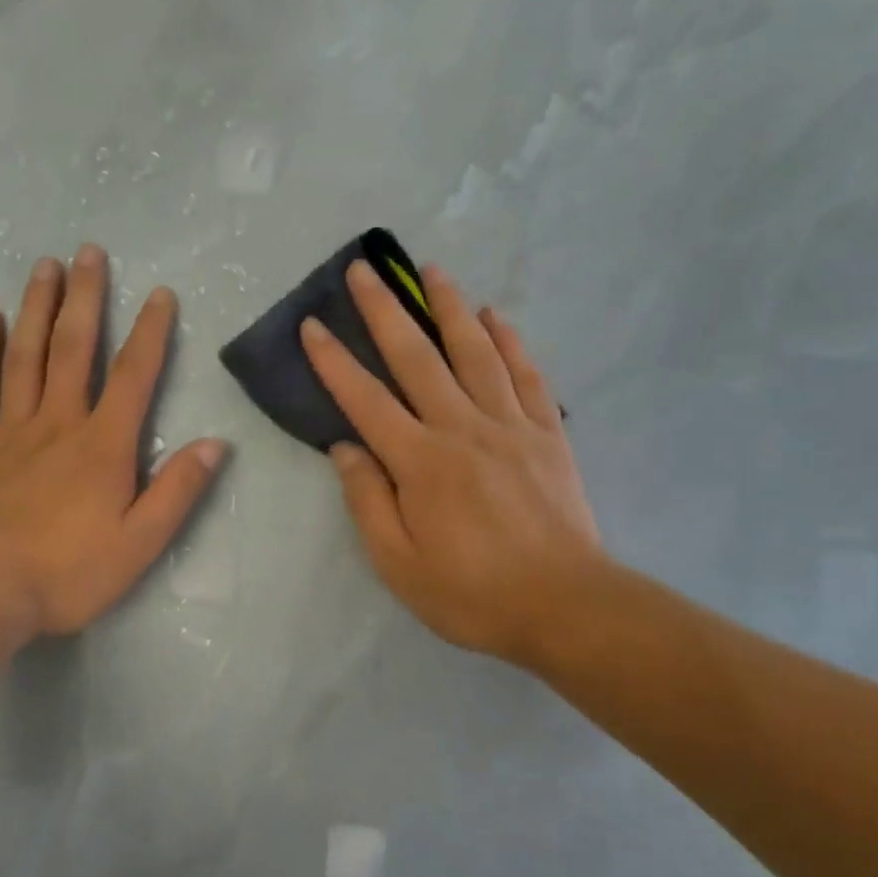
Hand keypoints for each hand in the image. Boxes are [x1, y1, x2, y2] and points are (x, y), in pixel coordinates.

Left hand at [0, 243, 226, 641]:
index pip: (134, 376)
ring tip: (44, 267)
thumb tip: (215, 444)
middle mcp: (57, 423)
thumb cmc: (66, 573)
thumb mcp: (139, 544)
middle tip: (89, 252)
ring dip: (37, 309)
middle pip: (73, 349)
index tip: (160, 294)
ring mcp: (10, 432)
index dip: (151, 333)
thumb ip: (177, 492)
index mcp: (102, 446)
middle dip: (85, 298)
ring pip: (25, 356)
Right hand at [301, 260, 604, 667]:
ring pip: (475, 352)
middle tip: (364, 270)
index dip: (334, 361)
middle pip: (417, 357)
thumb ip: (367, 501)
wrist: (565, 607)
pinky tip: (494, 316)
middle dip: (385, 310)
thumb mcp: (398, 563)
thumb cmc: (471, 593)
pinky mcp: (546, 434)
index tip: (312, 325)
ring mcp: (510, 425)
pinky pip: (525, 375)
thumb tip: (345, 447)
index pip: (365, 400)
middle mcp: (462, 429)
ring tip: (431, 270)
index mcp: (420, 462)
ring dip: (449, 307)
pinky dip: (509, 341)